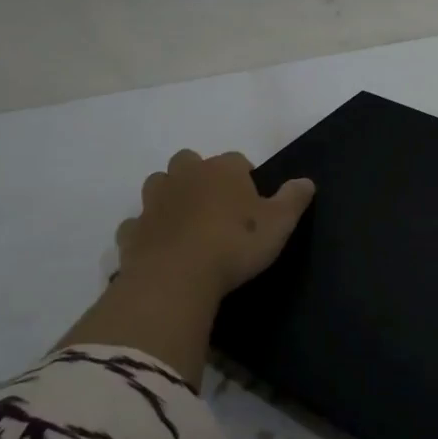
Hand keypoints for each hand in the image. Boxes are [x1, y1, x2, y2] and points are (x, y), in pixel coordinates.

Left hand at [57, 149, 313, 383]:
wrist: (175, 279)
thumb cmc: (234, 245)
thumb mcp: (279, 224)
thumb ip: (294, 199)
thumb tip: (306, 181)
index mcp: (222, 170)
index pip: (237, 160)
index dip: (245, 177)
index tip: (252, 200)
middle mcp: (185, 176)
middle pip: (189, 161)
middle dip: (199, 176)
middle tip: (215, 205)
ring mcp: (153, 203)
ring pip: (158, 185)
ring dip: (169, 196)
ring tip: (185, 221)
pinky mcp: (131, 232)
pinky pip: (137, 224)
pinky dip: (146, 230)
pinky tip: (159, 247)